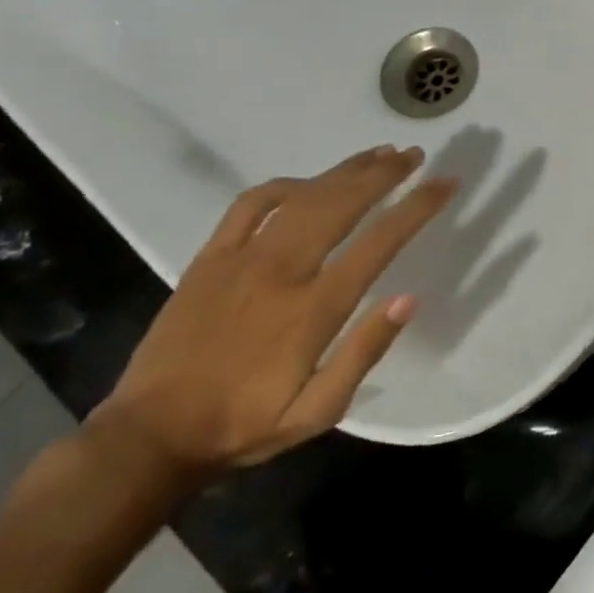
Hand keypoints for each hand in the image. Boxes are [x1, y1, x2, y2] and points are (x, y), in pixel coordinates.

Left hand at [87, 144, 456, 483]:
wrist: (148, 437)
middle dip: (384, 174)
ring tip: (378, 155)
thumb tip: (409, 299)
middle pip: (342, 203)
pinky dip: (283, 186)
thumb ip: (364, 353)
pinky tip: (306, 183)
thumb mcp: (318, 412)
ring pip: (302, 196)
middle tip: (415, 155)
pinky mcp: (209, 259)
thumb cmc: (244, 425)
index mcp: (314, 308)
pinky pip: (249, 205)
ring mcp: (241, 259)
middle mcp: (282, 271)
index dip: (418, 206)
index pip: (380, 242)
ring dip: (344, 171)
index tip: (446, 183)